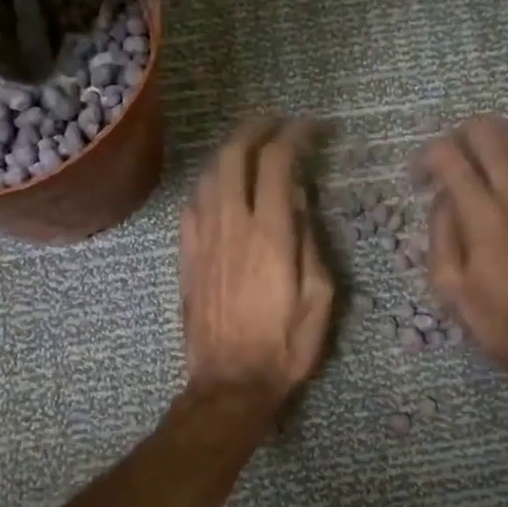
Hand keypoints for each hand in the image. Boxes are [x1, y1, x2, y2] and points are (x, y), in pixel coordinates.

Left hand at [179, 119, 334, 403]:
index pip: (277, 163)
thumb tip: (299, 204)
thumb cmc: (286, 346)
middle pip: (233, 155)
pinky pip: (191, 206)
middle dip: (255, 129)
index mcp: (270, 235)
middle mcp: (231, 226)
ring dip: (230, 152)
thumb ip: (311, 244)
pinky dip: (209, 186)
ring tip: (250, 149)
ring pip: (208, 176)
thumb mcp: (320, 299)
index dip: (295, 136)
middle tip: (276, 123)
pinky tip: (220, 191)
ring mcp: (203, 240)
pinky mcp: (186, 258)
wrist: (231, 383)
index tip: (312, 129)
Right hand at [419, 116, 507, 378]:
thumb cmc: (495, 319)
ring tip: (479, 165)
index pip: (448, 155)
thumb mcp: (448, 285)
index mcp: (483, 214)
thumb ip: (441, 231)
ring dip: (493, 141)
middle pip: (487, 130)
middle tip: (448, 162)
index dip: (425, 158)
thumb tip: (444, 198)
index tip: (418, 179)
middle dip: (458, 136)